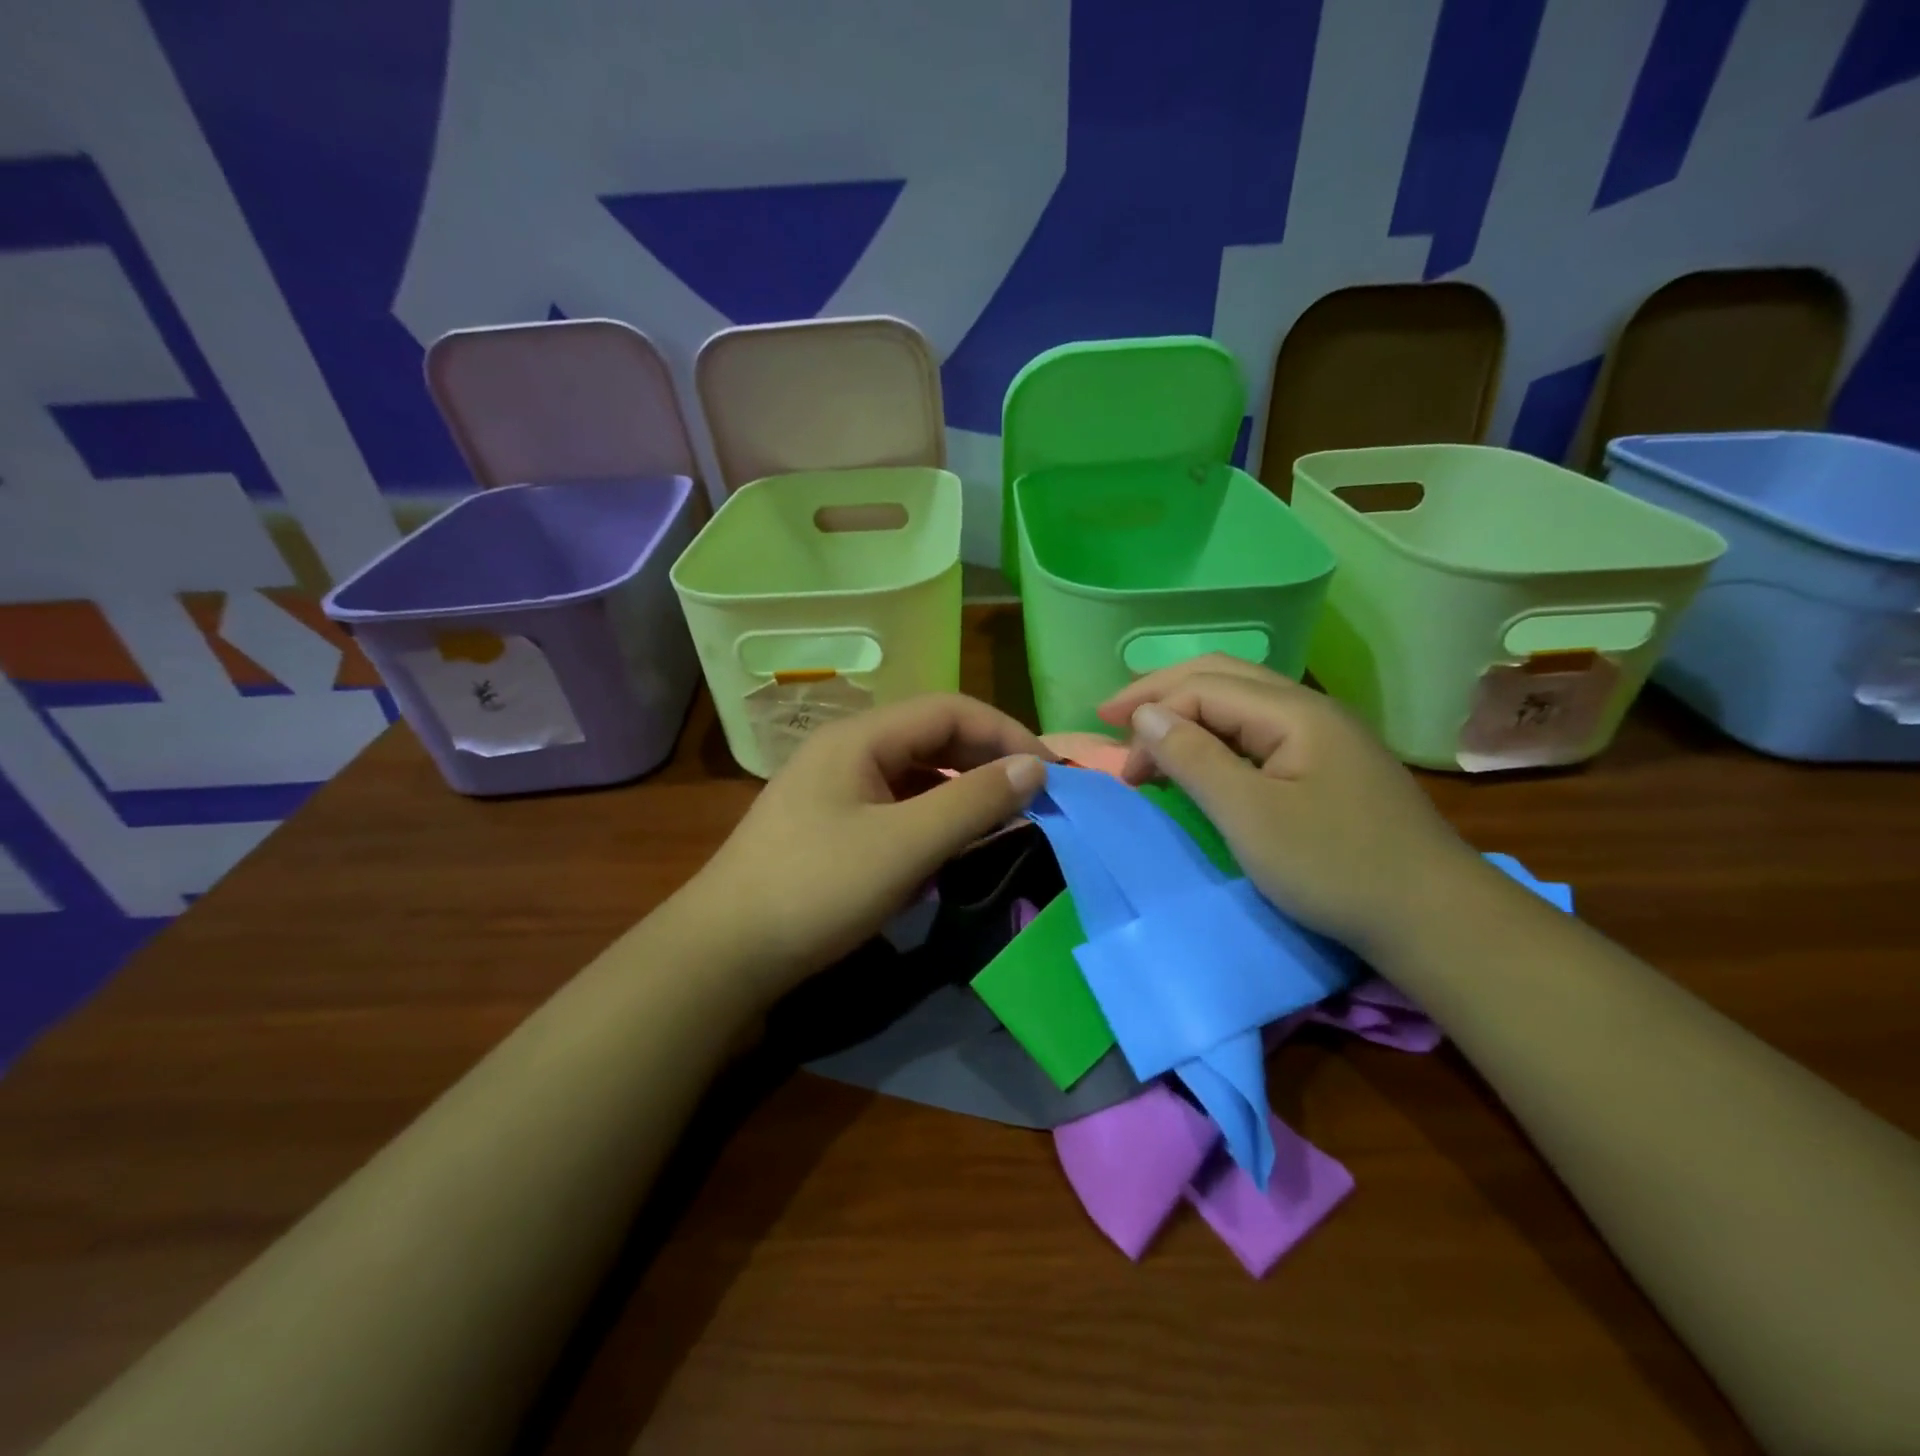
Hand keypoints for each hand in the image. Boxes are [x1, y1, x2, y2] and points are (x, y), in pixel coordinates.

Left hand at [685, 693, 1048, 1003]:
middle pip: (931, 738)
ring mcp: (834, 790)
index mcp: (860, 738)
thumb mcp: (904, 845)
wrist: (724, 954)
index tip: (1049, 772)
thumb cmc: (816, 889)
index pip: (950, 710)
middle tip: (1034, 796)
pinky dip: (931, 819)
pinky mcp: (829, 827)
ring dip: (961, 791)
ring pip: (914, 775)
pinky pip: (895, 807)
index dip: (1005, 733)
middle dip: (986, 761)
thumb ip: (973, 802)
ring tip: (1001, 820)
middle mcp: (846, 751)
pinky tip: (949, 847)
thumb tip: (1034, 768)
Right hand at [1099, 656, 1482, 957]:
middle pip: (1222, 677)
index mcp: (1293, 711)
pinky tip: (1202, 754)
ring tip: (1148, 732)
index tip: (1120, 768)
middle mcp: (1309, 708)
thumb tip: (1144, 715)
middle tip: (1112, 716)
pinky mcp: (1328, 764)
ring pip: (1241, 700)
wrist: (1433, 917)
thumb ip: (1193, 758)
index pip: (1202, 688)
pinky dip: (1215, 734)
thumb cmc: (1334, 866)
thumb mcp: (1250, 816)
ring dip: (1188, 710)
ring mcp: (1323, 735)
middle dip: (1161, 692)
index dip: (1150, 715)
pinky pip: (1258, 730)